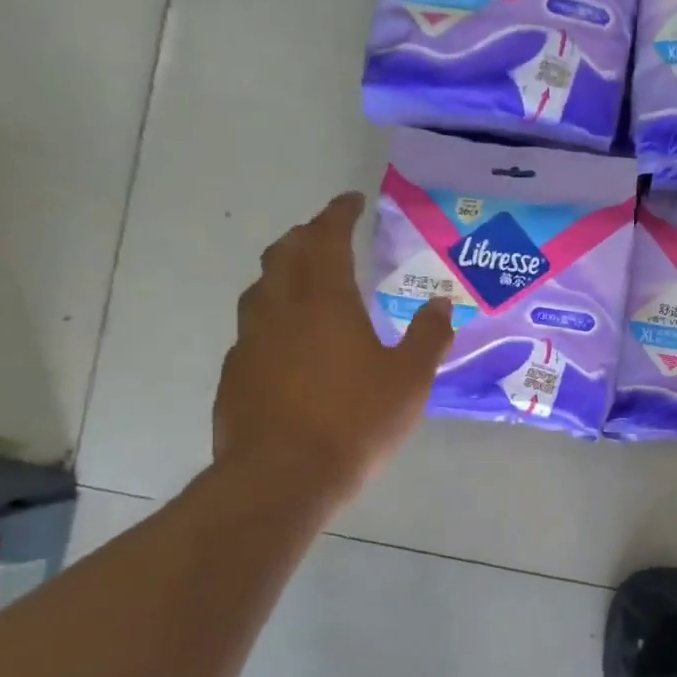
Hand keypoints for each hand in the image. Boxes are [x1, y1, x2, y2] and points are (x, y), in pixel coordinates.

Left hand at [214, 192, 452, 503]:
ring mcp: (250, 340)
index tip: (351, 200)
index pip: (327, 237)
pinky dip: (272, 317)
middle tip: (327, 235)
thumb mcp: (409, 380)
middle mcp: (280, 308)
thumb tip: (441, 302)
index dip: (338, 213)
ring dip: (282, 273)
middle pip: (284, 254)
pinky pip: (252, 328)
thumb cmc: (354, 422)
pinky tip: (286, 342)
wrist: (281, 477)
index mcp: (324, 300)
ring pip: (261, 288)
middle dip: (306, 236)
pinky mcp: (234, 373)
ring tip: (304, 281)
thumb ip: (427, 336)